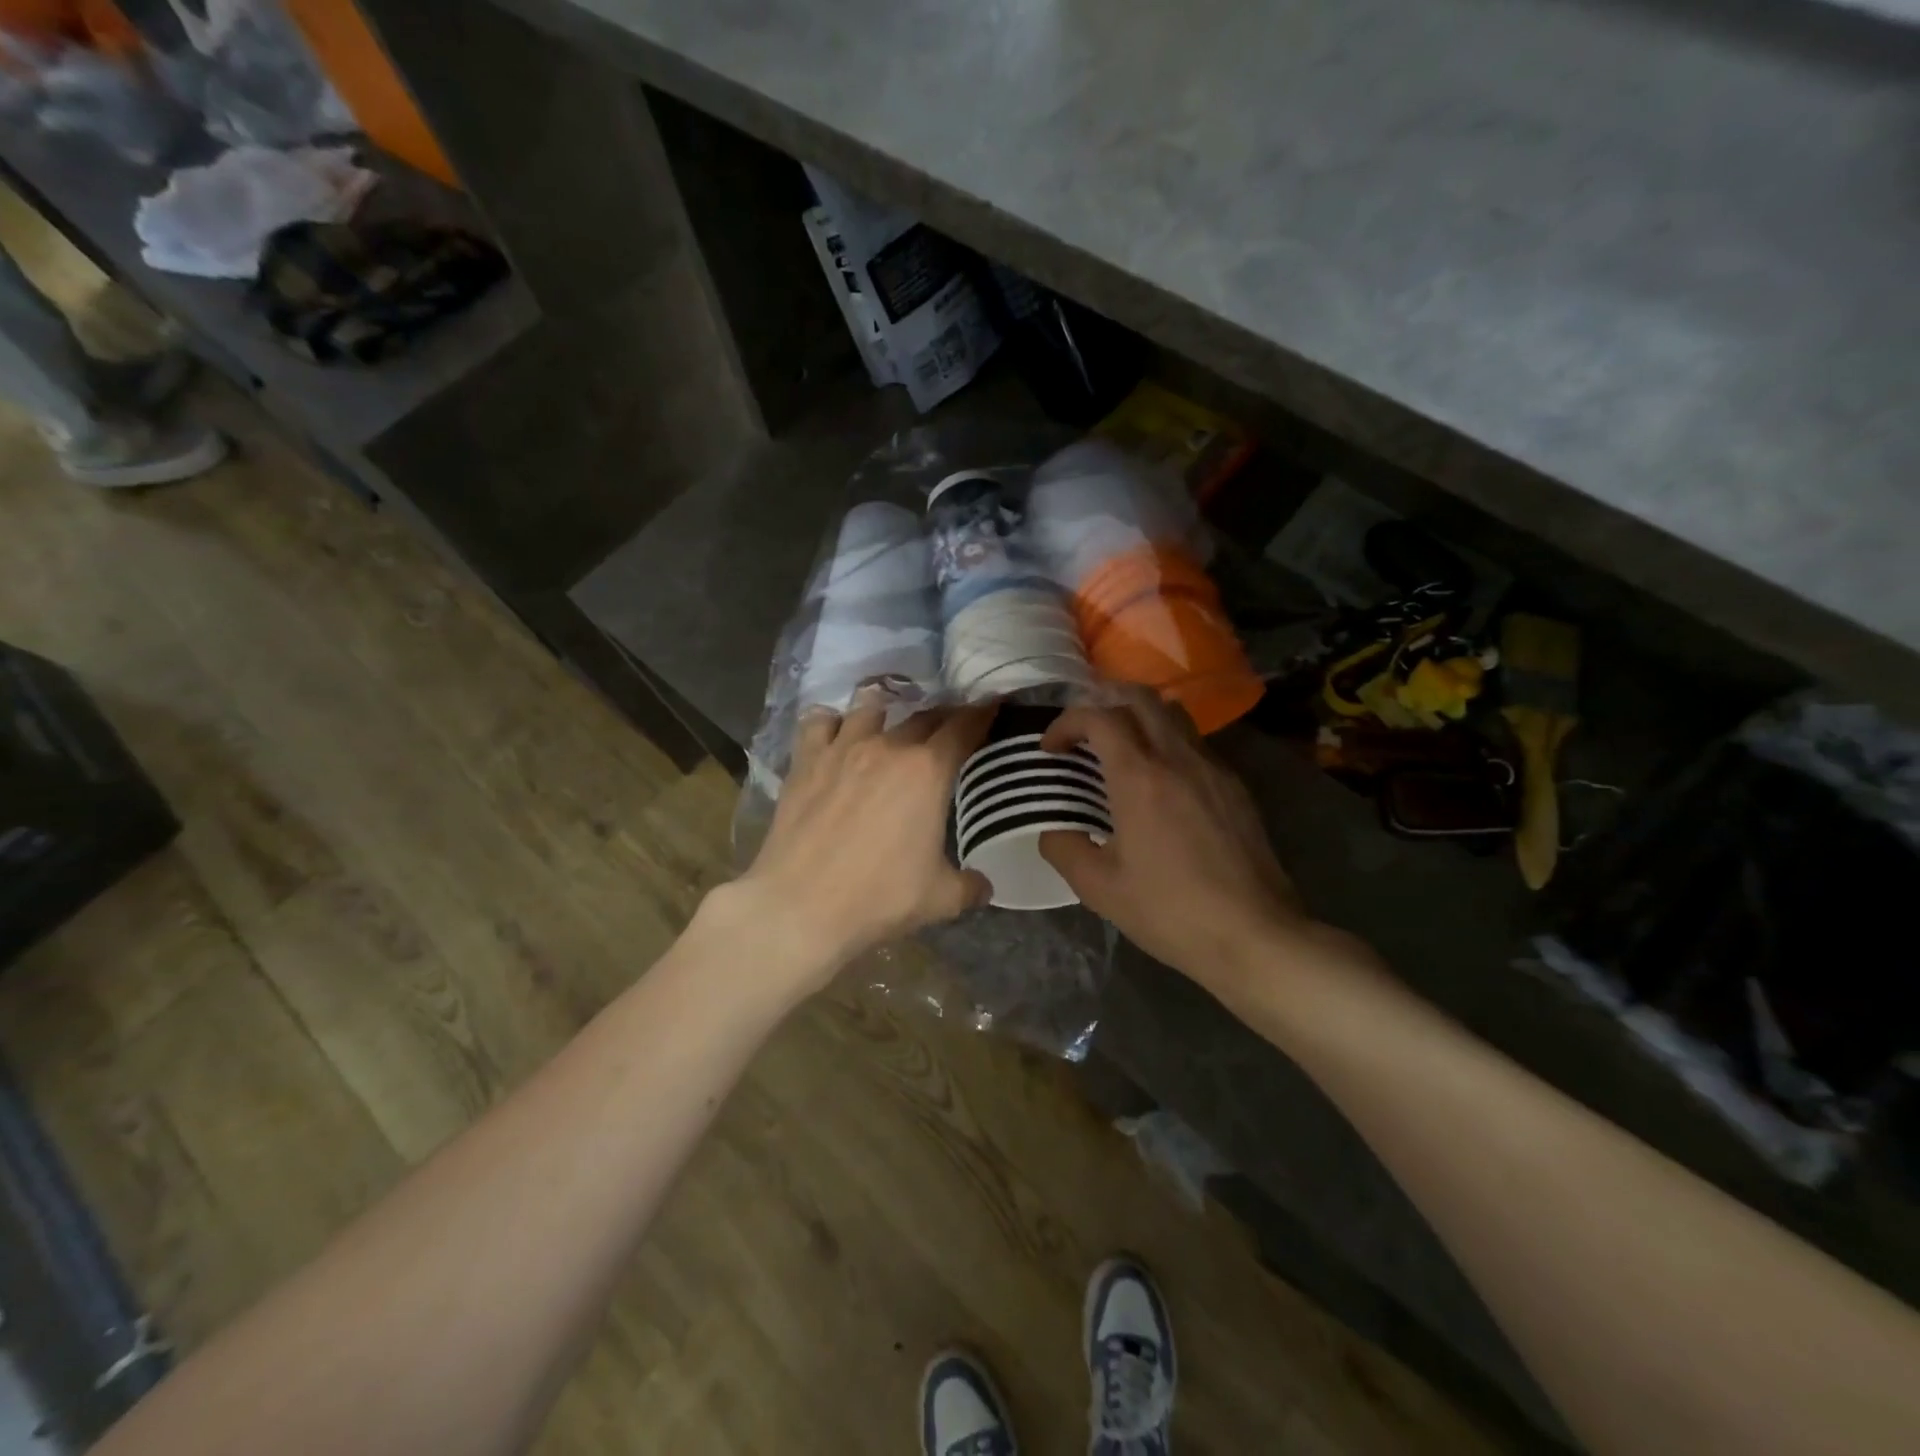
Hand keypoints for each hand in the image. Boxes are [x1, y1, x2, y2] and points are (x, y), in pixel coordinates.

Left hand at [725, 698, 994, 991]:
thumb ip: (970, 886)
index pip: (965, 726)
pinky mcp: (804, 761)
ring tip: (890, 719)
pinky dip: (832, 721)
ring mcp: (842, 748)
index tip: (991, 704)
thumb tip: (984, 885)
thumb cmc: (879, 898)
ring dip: (887, 709)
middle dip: (942, 716)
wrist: (800, 906)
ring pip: (869, 707)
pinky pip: (819, 721)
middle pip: (923, 715)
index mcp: (928, 771)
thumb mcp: (940, 899)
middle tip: (950, 726)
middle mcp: (888, 747)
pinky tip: (835, 732)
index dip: (982, 712)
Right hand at [1039, 692, 1312, 985]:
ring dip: (1139, 717)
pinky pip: (1195, 744)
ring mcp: (1213, 769)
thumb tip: (1052, 830)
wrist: (1253, 934)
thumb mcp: (1099, 888)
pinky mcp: (1235, 787)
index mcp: (1139, 777)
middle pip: (1139, 697)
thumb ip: (1064, 848)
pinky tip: (1160, 783)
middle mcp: (1177, 758)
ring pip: (1173, 715)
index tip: (1051, 749)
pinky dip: (1167, 743)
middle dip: (1103, 702)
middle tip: (1083, 733)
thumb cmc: (1169, 910)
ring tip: (1120, 750)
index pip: (1098, 717)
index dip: (1066, 723)